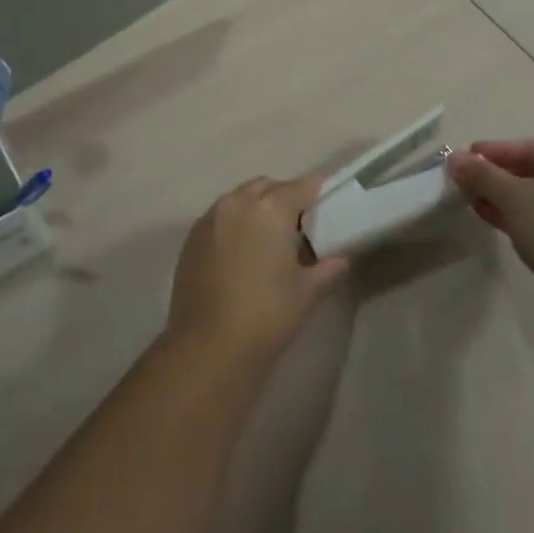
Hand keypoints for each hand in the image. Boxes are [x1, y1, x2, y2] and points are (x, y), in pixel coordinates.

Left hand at [167, 175, 349, 363]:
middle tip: (297, 225)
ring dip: (256, 208)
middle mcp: (237, 203)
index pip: (299, 187)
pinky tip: (241, 253)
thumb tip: (342, 258)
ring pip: (239, 199)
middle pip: (266, 187)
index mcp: (269, 209)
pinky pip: (219, 217)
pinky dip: (234, 224)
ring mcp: (210, 219)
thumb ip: (328, 268)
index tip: (324, 202)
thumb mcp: (307, 292)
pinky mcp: (191, 238)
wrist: (208, 346)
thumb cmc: (267, 315)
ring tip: (268, 239)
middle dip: (283, 197)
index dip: (315, 192)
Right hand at [445, 140, 533, 321]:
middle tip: (466, 180)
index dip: (495, 151)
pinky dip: (517, 218)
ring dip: (503, 199)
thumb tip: (454, 158)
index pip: (531, 148)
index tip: (466, 155)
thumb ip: (482, 174)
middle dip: (497, 177)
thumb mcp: (512, 195)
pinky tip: (492, 220)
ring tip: (473, 200)